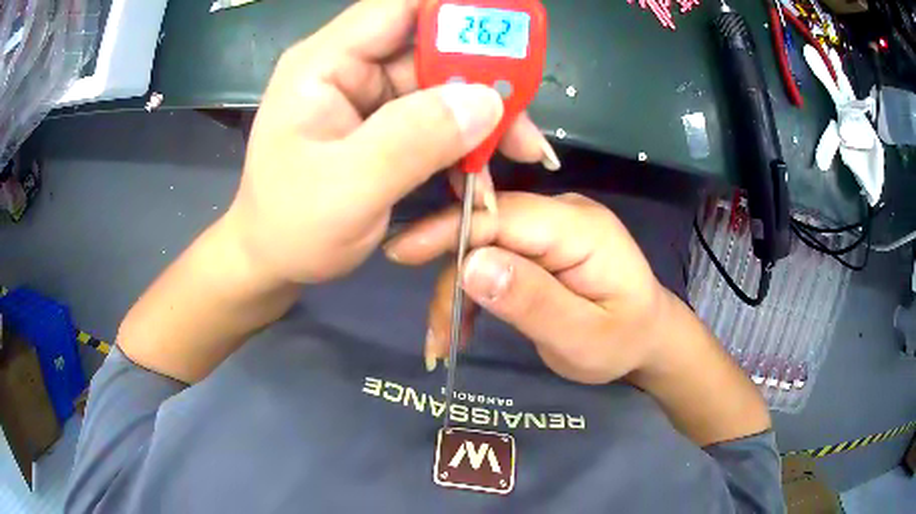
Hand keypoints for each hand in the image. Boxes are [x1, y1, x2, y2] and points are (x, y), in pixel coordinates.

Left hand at [226, 0, 558, 283]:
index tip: (510, 39)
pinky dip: (467, 137)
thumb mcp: (348, 190)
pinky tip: (484, 166)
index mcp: (324, 65)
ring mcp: (367, 95)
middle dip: (485, 78)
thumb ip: (412, 140)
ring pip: (442, 83)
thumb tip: (485, 101)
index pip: (397, 8)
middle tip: (525, 123)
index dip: (456, 13)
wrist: (272, 259)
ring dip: (484, 114)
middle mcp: (348, 67)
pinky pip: (437, 115)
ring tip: (520, 151)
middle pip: (431, 47)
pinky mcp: (382, 122)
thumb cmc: (292, 229)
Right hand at [384, 192, 674, 384]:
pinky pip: (495, 256)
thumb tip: (471, 265)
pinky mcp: (541, 244)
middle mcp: (562, 215)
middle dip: (453, 278)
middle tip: (436, 334)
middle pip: (488, 230)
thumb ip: (533, 301)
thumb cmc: (623, 342)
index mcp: (581, 228)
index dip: (450, 229)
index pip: (504, 214)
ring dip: (459, 291)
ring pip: (484, 245)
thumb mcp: (584, 338)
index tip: (402, 253)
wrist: (647, 338)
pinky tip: (465, 325)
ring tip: (447, 341)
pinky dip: (473, 291)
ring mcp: (551, 227)